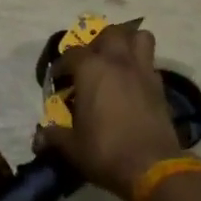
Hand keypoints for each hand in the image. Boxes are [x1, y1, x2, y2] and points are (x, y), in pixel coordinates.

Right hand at [32, 22, 181, 200]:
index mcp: (91, 70)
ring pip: (139, 37)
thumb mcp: (72, 147)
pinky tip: (133, 83)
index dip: (62, 65)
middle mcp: (118, 61)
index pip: (72, 54)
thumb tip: (40, 137)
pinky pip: (150, 62)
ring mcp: (142, 70)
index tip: (58, 80)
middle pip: (110, 33)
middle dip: (98, 43)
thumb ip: (55, 136)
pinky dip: (141, 65)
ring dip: (127, 43)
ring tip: (117, 60)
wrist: (152, 166)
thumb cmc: (106, 151)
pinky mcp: (160, 85)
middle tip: (90, 63)